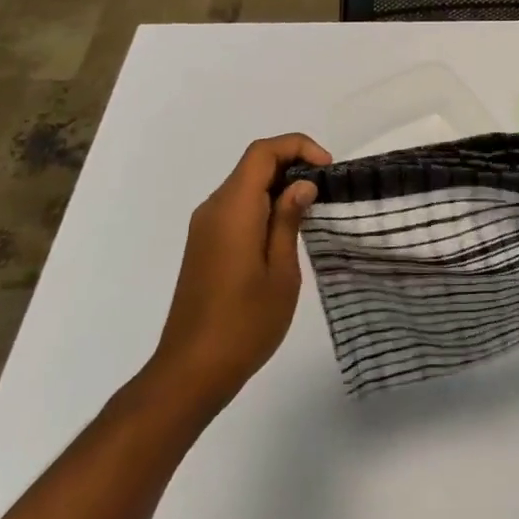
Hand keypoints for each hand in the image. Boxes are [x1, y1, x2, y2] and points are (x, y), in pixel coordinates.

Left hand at [150, 132, 330, 408]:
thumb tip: (302, 184)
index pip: (263, 152)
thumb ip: (289, 220)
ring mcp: (204, 227)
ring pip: (244, 184)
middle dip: (292, 164)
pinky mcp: (204, 244)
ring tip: (312, 209)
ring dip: (278, 185)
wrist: (191, 372)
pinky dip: (263, 203)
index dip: (298, 147)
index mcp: (233, 209)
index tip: (327, 169)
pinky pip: (236, 206)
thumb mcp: (281, 272)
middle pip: (253, 164)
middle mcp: (214, 208)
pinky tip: (285, 230)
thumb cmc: (244, 323)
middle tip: (325, 189)